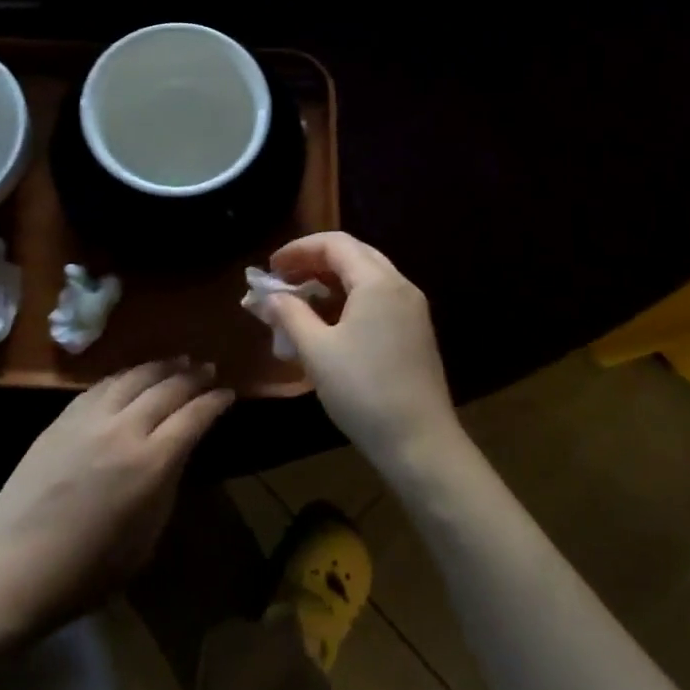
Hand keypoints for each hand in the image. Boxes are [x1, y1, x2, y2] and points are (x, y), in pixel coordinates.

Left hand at [0, 360, 233, 636]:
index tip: (229, 393)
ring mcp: (90, 418)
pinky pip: (103, 384)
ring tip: (179, 361)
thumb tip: (176, 454)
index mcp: (151, 464)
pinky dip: (126, 375)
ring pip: (134, 376)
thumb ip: (166, 487)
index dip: (215, 402)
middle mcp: (124, 429)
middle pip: (167, 388)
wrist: (14, 567)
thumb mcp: (146, 540)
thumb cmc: (87, 571)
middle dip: (193, 376)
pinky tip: (134, 375)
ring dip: (161, 366)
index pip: (193, 416)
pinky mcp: (64, 417)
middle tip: (209, 370)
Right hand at [267, 232, 461, 470]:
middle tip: (283, 279)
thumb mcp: (316, 351)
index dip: (298, 249)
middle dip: (314, 261)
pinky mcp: (415, 332)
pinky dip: (348, 299)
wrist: (421, 444)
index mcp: (378, 282)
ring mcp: (412, 309)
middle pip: (353, 254)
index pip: (335, 244)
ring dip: (330, 281)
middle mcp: (400, 286)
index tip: (270, 268)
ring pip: (366, 277)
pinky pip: (377, 298)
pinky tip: (328, 322)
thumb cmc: (364, 391)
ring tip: (299, 300)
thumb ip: (289, 315)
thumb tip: (268, 297)